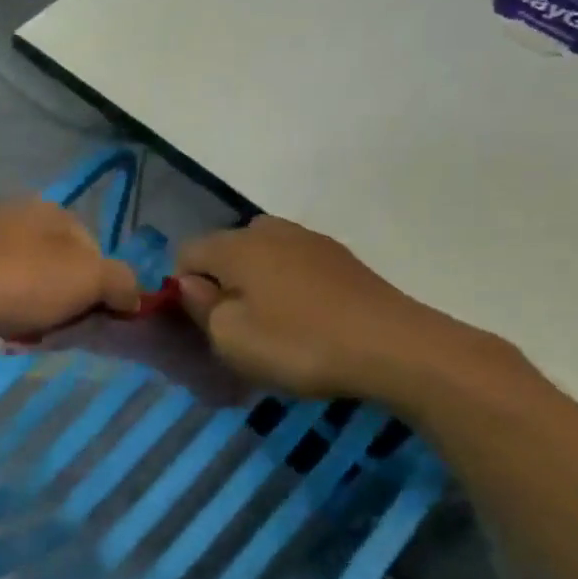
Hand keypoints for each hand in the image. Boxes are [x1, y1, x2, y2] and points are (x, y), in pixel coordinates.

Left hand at [0, 199, 141, 349]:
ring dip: (36, 308)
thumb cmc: (15, 283)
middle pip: (63, 266)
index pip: (97, 252)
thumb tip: (131, 297)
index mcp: (51, 209)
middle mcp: (17, 213)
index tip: (89, 320)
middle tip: (58, 330)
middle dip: (66, 301)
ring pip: (30, 279)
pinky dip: (5, 307)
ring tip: (27, 333)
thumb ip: (121, 283)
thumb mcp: (86, 280)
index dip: (101, 291)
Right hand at [176, 217, 470, 400]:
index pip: (186, 252)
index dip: (181, 287)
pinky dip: (289, 287)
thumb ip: (200, 307)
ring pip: (263, 255)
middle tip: (234, 323)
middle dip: (221, 280)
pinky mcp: (342, 259)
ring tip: (271, 323)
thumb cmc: (299, 343)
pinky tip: (306, 320)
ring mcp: (311, 240)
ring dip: (256, 283)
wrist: (396, 348)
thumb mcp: (231, 338)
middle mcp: (270, 230)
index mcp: (235, 245)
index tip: (200, 322)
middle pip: (225, 249)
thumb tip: (192, 285)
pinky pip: (296, 265)